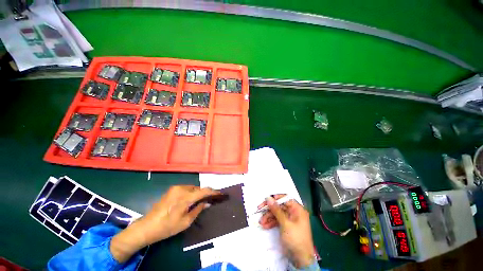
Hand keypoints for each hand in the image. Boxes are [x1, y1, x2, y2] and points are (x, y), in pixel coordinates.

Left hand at [110, 185, 218, 261]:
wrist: (147, 227)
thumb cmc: (167, 227)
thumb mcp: (185, 222)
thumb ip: (198, 209)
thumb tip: (207, 202)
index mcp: (185, 197)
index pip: (204, 191)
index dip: (213, 192)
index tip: (220, 194)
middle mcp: (181, 189)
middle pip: (198, 188)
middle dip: (205, 193)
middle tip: (209, 200)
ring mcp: (175, 188)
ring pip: (192, 188)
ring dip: (197, 193)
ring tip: (200, 201)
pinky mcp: (171, 189)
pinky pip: (186, 189)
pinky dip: (191, 193)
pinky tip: (190, 200)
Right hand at [258, 195, 315, 267]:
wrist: (300, 260)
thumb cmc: (296, 239)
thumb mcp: (285, 223)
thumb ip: (276, 210)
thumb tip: (269, 198)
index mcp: (297, 209)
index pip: (286, 198)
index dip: (276, 198)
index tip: (267, 199)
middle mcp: (294, 212)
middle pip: (279, 206)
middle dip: (269, 209)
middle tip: (259, 209)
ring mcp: (289, 219)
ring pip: (277, 213)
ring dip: (268, 217)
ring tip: (261, 221)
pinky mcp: (286, 226)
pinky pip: (277, 220)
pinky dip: (271, 222)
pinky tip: (265, 225)